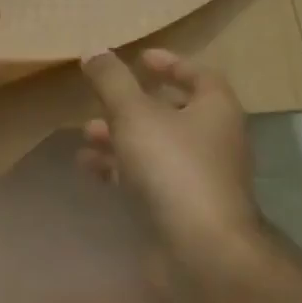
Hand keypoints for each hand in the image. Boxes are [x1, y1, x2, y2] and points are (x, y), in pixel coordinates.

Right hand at [78, 49, 258, 255]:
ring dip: (120, 137)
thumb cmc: (173, 167)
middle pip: (173, 112)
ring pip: (155, 147)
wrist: (200, 252)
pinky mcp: (180, 209)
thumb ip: (112, 80)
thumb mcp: (134, 113)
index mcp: (215, 110)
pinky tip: (90, 168)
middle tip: (101, 98)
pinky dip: (119, 169)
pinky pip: (146, 179)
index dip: (170, 63)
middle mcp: (213, 141)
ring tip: (86, 135)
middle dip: (133, 104)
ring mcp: (198, 178)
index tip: (138, 58)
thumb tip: (94, 51)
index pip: (200, 75)